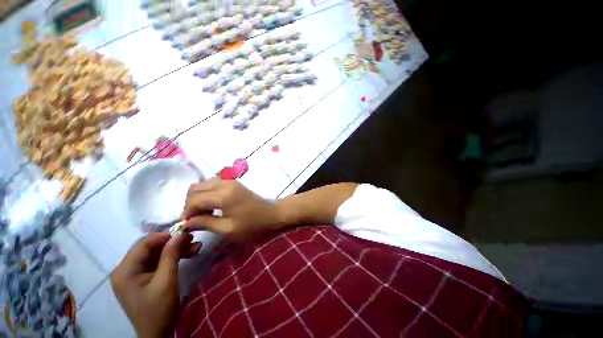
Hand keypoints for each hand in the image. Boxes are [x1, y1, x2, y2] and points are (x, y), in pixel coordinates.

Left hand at [111, 233, 200, 337]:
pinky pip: (159, 262)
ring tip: (196, 246)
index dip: (166, 235)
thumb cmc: (159, 309)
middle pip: (152, 248)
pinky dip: (174, 258)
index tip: (186, 232)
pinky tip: (189, 254)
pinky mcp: (144, 279)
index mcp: (125, 270)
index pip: (145, 243)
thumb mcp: (166, 280)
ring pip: (158, 254)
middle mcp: (127, 269)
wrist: (157, 334)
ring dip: (177, 249)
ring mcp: (135, 274)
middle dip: (174, 243)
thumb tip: (180, 233)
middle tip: (193, 239)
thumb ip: (171, 254)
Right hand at [181, 179, 283, 240]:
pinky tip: (212, 206)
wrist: (271, 213)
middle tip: (194, 219)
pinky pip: (213, 184)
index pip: (194, 199)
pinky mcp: (233, 182)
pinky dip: (207, 193)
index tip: (187, 225)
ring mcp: (230, 181)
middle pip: (195, 188)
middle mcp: (225, 183)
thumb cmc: (252, 224)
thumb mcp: (228, 229)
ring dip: (198, 197)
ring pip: (203, 184)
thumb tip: (186, 223)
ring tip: (203, 213)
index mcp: (223, 195)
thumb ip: (205, 223)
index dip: (186, 212)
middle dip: (190, 203)